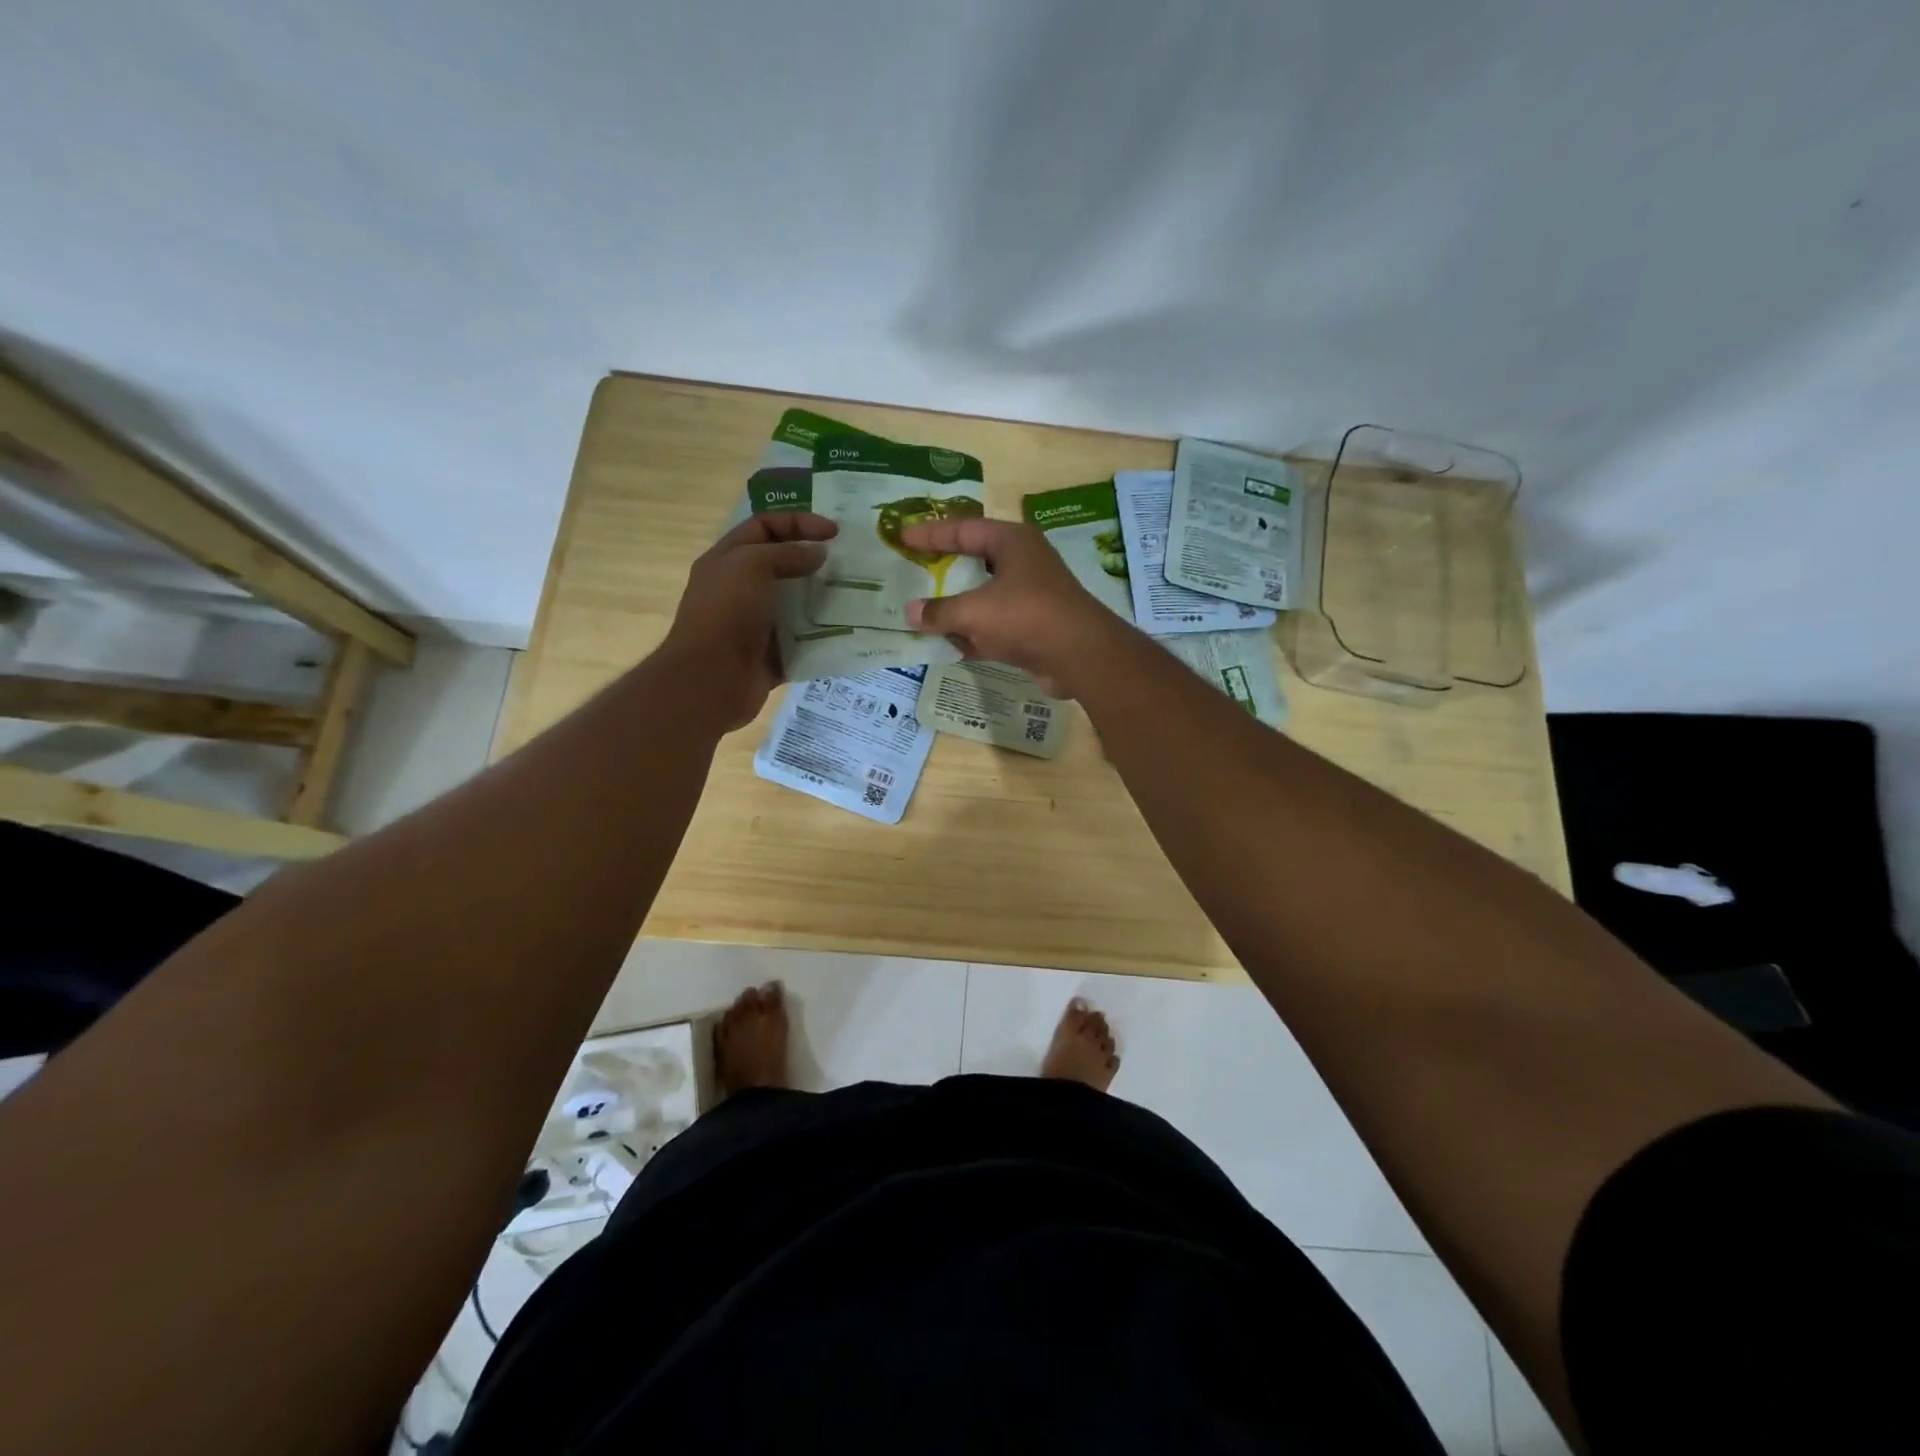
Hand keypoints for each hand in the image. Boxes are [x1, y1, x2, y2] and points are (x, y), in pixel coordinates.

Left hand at [660, 511, 836, 729]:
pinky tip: (849, 630)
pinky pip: (803, 641)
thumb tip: (817, 554)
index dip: (798, 522)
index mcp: (729, 560)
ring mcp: (756, 624)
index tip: (834, 532)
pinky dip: (822, 636)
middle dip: (815, 561)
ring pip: (796, 604)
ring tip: (855, 595)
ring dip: (823, 599)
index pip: (764, 526)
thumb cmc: (727, 612)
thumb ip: (786, 553)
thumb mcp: (752, 565)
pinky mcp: (772, 655)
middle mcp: (740, 589)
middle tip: (849, 563)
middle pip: (783, 565)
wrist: (712, 679)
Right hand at [901, 518, 1126, 696]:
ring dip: (956, 605)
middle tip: (912, 570)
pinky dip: (972, 632)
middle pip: (974, 560)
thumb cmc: (1026, 616)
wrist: (1080, 656)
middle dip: (943, 569)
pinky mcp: (1032, 627)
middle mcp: (1023, 563)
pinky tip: (947, 644)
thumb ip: (939, 611)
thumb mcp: (974, 611)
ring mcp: (1030, 596)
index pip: (963, 529)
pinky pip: (994, 625)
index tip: (902, 536)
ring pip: (983, 595)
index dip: (930, 533)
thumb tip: (911, 613)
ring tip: (921, 610)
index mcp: (1012, 542)